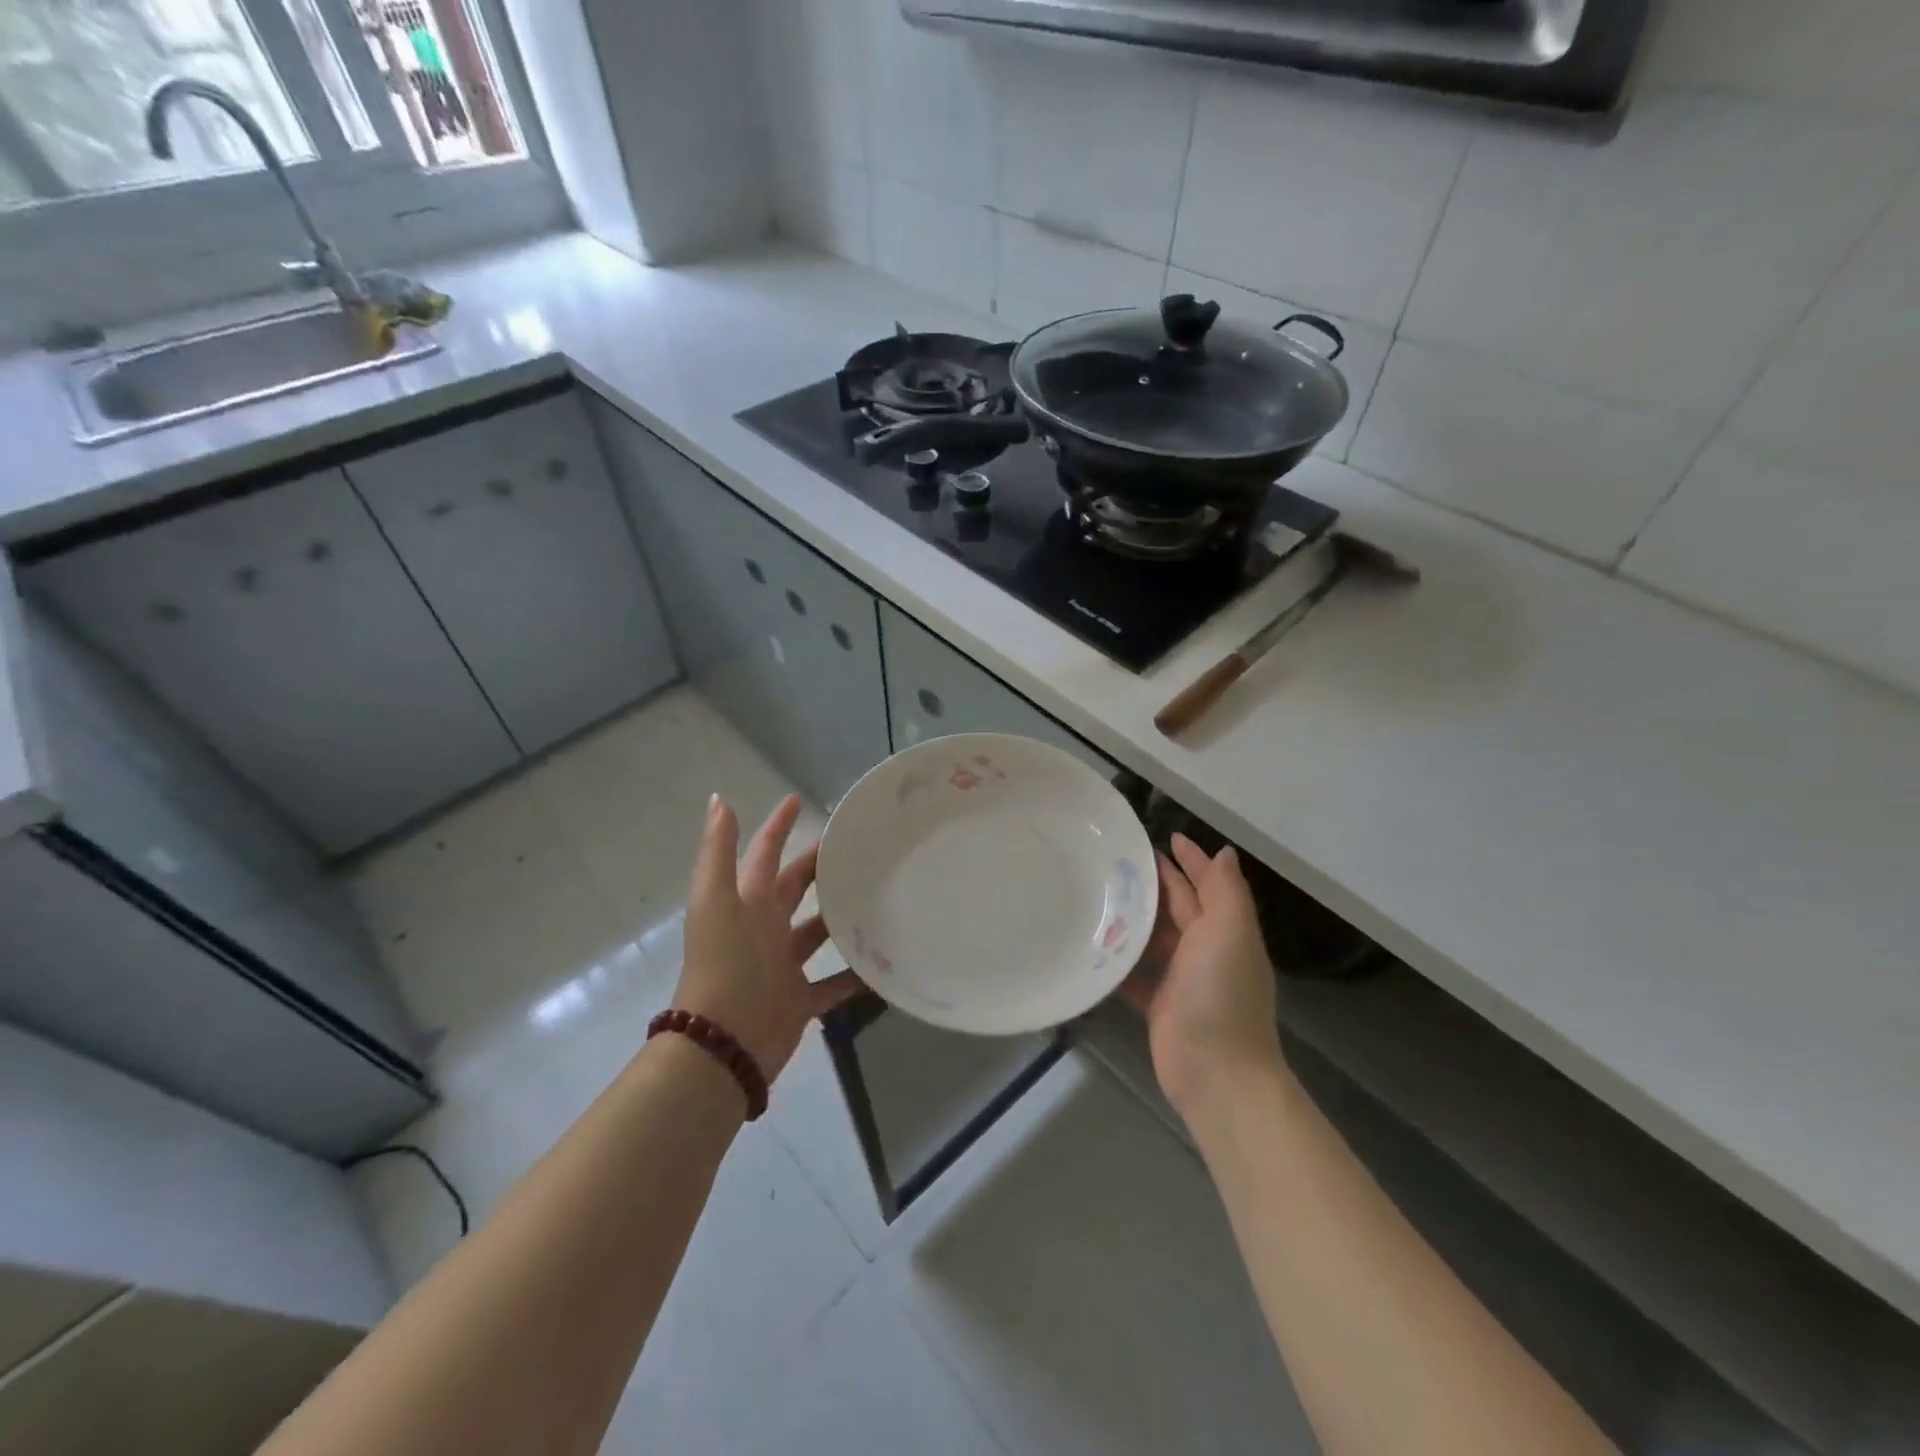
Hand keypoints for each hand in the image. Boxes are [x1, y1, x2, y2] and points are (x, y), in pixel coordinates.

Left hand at [672, 793, 862, 1082]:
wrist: (722, 1044)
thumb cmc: (723, 963)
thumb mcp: (716, 900)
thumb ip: (718, 851)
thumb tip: (719, 799)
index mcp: (746, 903)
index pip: (764, 854)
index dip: (777, 827)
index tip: (799, 799)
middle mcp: (765, 929)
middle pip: (795, 888)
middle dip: (818, 867)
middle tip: (857, 847)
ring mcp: (783, 966)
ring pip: (818, 932)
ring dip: (840, 916)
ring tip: (878, 896)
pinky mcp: (800, 1000)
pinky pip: (836, 983)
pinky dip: (857, 975)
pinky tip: (885, 961)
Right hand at [1123, 833, 1285, 1117]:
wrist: (1215, 1072)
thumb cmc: (1221, 993)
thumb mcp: (1230, 932)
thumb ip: (1225, 891)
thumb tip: (1223, 853)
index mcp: (1225, 930)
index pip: (1206, 885)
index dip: (1190, 860)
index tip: (1162, 836)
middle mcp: (1205, 950)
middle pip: (1177, 907)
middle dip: (1154, 883)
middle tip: (1115, 859)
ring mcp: (1180, 978)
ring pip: (1153, 937)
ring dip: (1131, 917)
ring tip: (1095, 892)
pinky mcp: (1157, 1003)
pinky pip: (1134, 971)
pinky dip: (1118, 958)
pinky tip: (1092, 940)